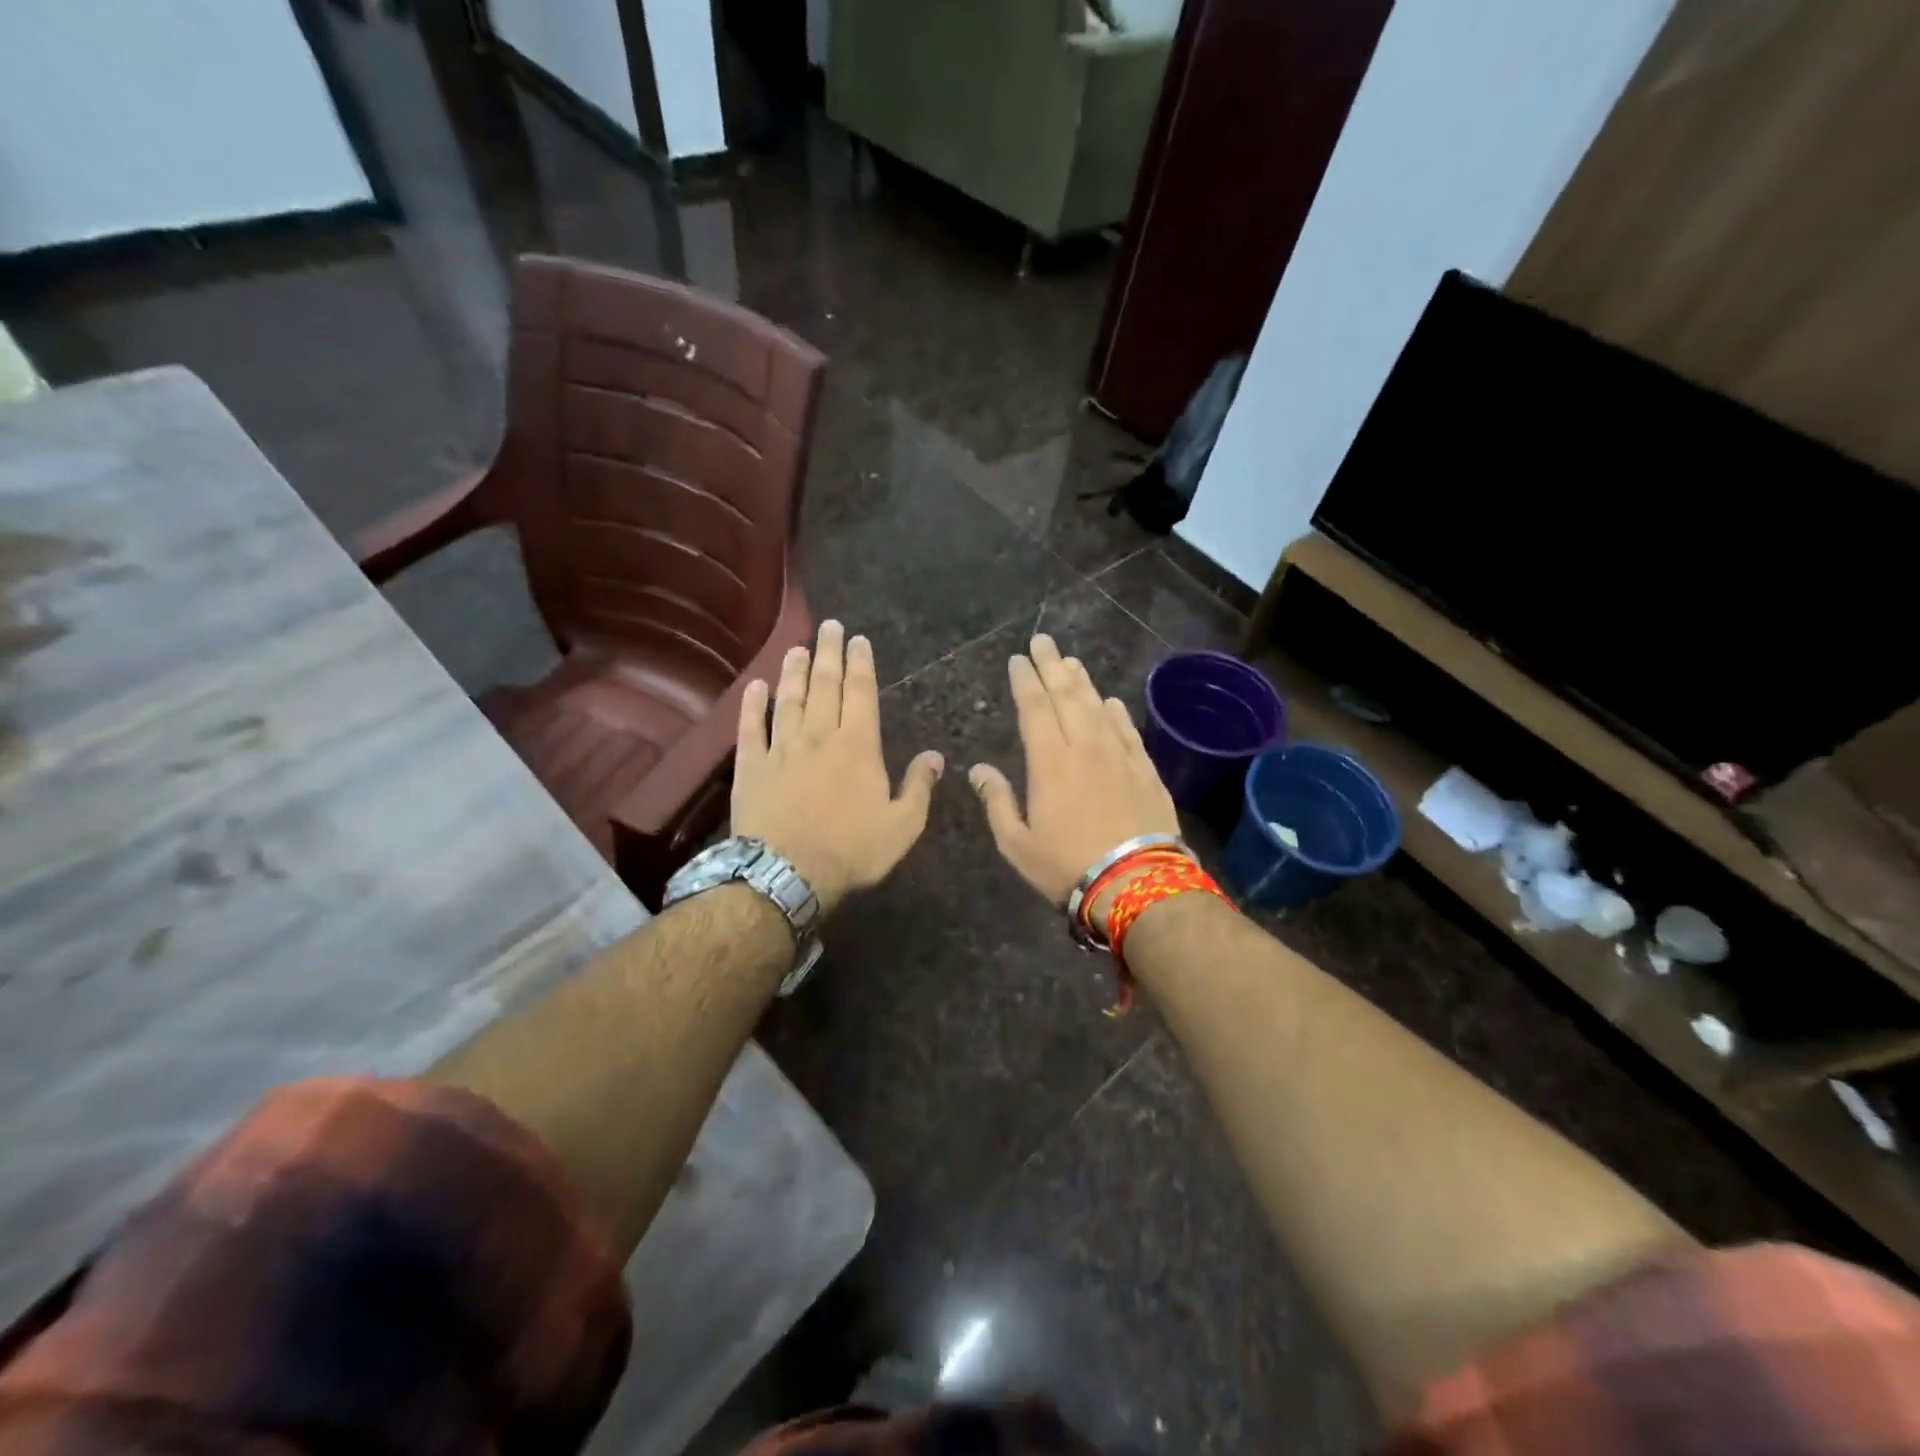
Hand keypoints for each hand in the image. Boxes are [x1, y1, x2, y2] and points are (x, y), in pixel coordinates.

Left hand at [732, 620, 943, 914]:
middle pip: (824, 685)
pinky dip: (752, 705)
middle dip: (828, 653)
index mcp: (858, 746)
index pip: (860, 693)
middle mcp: (819, 736)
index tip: (858, 640)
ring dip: (794, 672)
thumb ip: (919, 787)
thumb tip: (935, 756)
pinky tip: (754, 686)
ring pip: (788, 700)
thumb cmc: (850, 850)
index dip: (861, 663)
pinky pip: (750, 727)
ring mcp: (781, 748)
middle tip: (828, 627)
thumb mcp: (902, 826)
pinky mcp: (751, 766)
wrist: (786, 874)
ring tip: (797, 649)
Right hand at [968, 634, 1178, 910]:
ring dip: (1082, 681)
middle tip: (1042, 640)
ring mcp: (1119, 756)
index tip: (1017, 660)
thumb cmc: (1067, 866)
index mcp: (1049, 762)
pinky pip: (1128, 730)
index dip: (1024, 680)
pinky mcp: (1145, 770)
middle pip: (1067, 695)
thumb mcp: (1017, 843)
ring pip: (1098, 707)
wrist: (1137, 884)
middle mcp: (1085, 747)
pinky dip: (1116, 712)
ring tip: (1071, 661)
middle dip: (1052, 665)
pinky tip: (1110, 701)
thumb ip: (997, 802)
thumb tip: (979, 769)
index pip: (1034, 708)